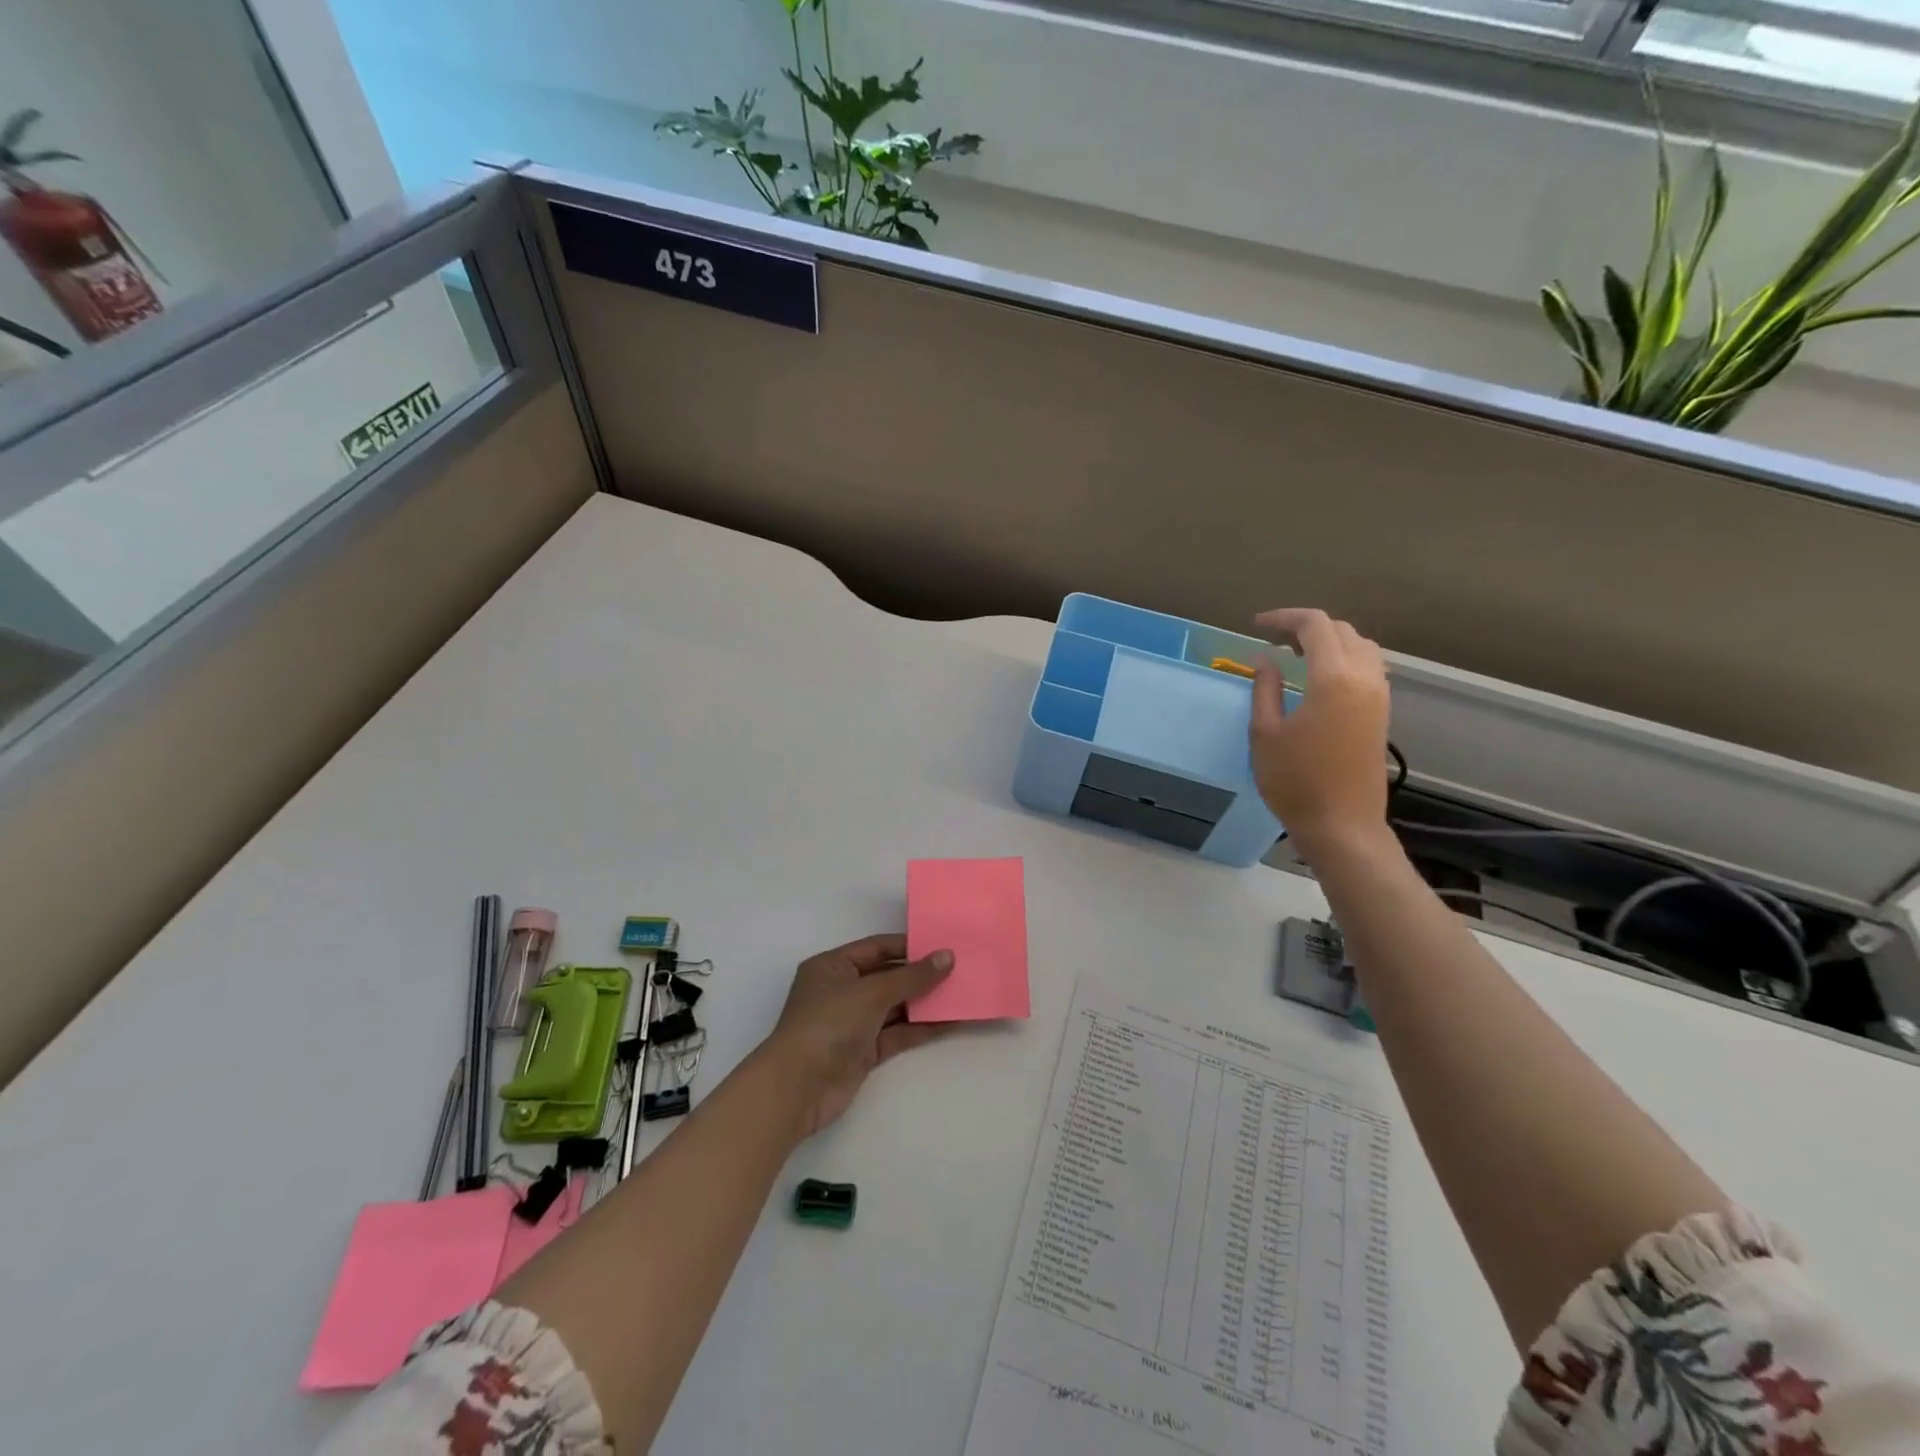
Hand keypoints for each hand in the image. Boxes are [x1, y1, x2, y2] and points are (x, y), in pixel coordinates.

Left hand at [761, 934, 953, 1137]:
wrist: (798, 1088)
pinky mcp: (863, 1051)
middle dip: (921, 975)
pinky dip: (920, 1028)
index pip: (876, 948)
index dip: (909, 946)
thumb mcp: (871, 992)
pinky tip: (949, 1021)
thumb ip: (912, 976)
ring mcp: (852, 1022)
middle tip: (959, 969)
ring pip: (895, 1007)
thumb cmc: (828, 1024)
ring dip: (924, 1002)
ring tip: (961, 993)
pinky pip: (896, 1033)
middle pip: (887, 977)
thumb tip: (947, 956)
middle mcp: (841, 990)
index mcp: (833, 966)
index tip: (943, 946)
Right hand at [1250, 607, 1393, 861]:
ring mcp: (1378, 696)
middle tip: (1274, 638)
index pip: (1316, 626)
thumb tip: (1267, 659)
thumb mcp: (1265, 733)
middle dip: (1307, 626)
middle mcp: (1364, 678)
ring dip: (1330, 640)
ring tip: (1297, 654)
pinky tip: (1320, 676)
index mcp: (1334, 679)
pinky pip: (1368, 667)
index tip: (1257, 626)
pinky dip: (1345, 658)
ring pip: (1360, 646)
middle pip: (1342, 631)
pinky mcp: (1381, 713)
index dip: (1285, 618)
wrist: (1342, 824)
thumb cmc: (1295, 781)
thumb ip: (1266, 688)